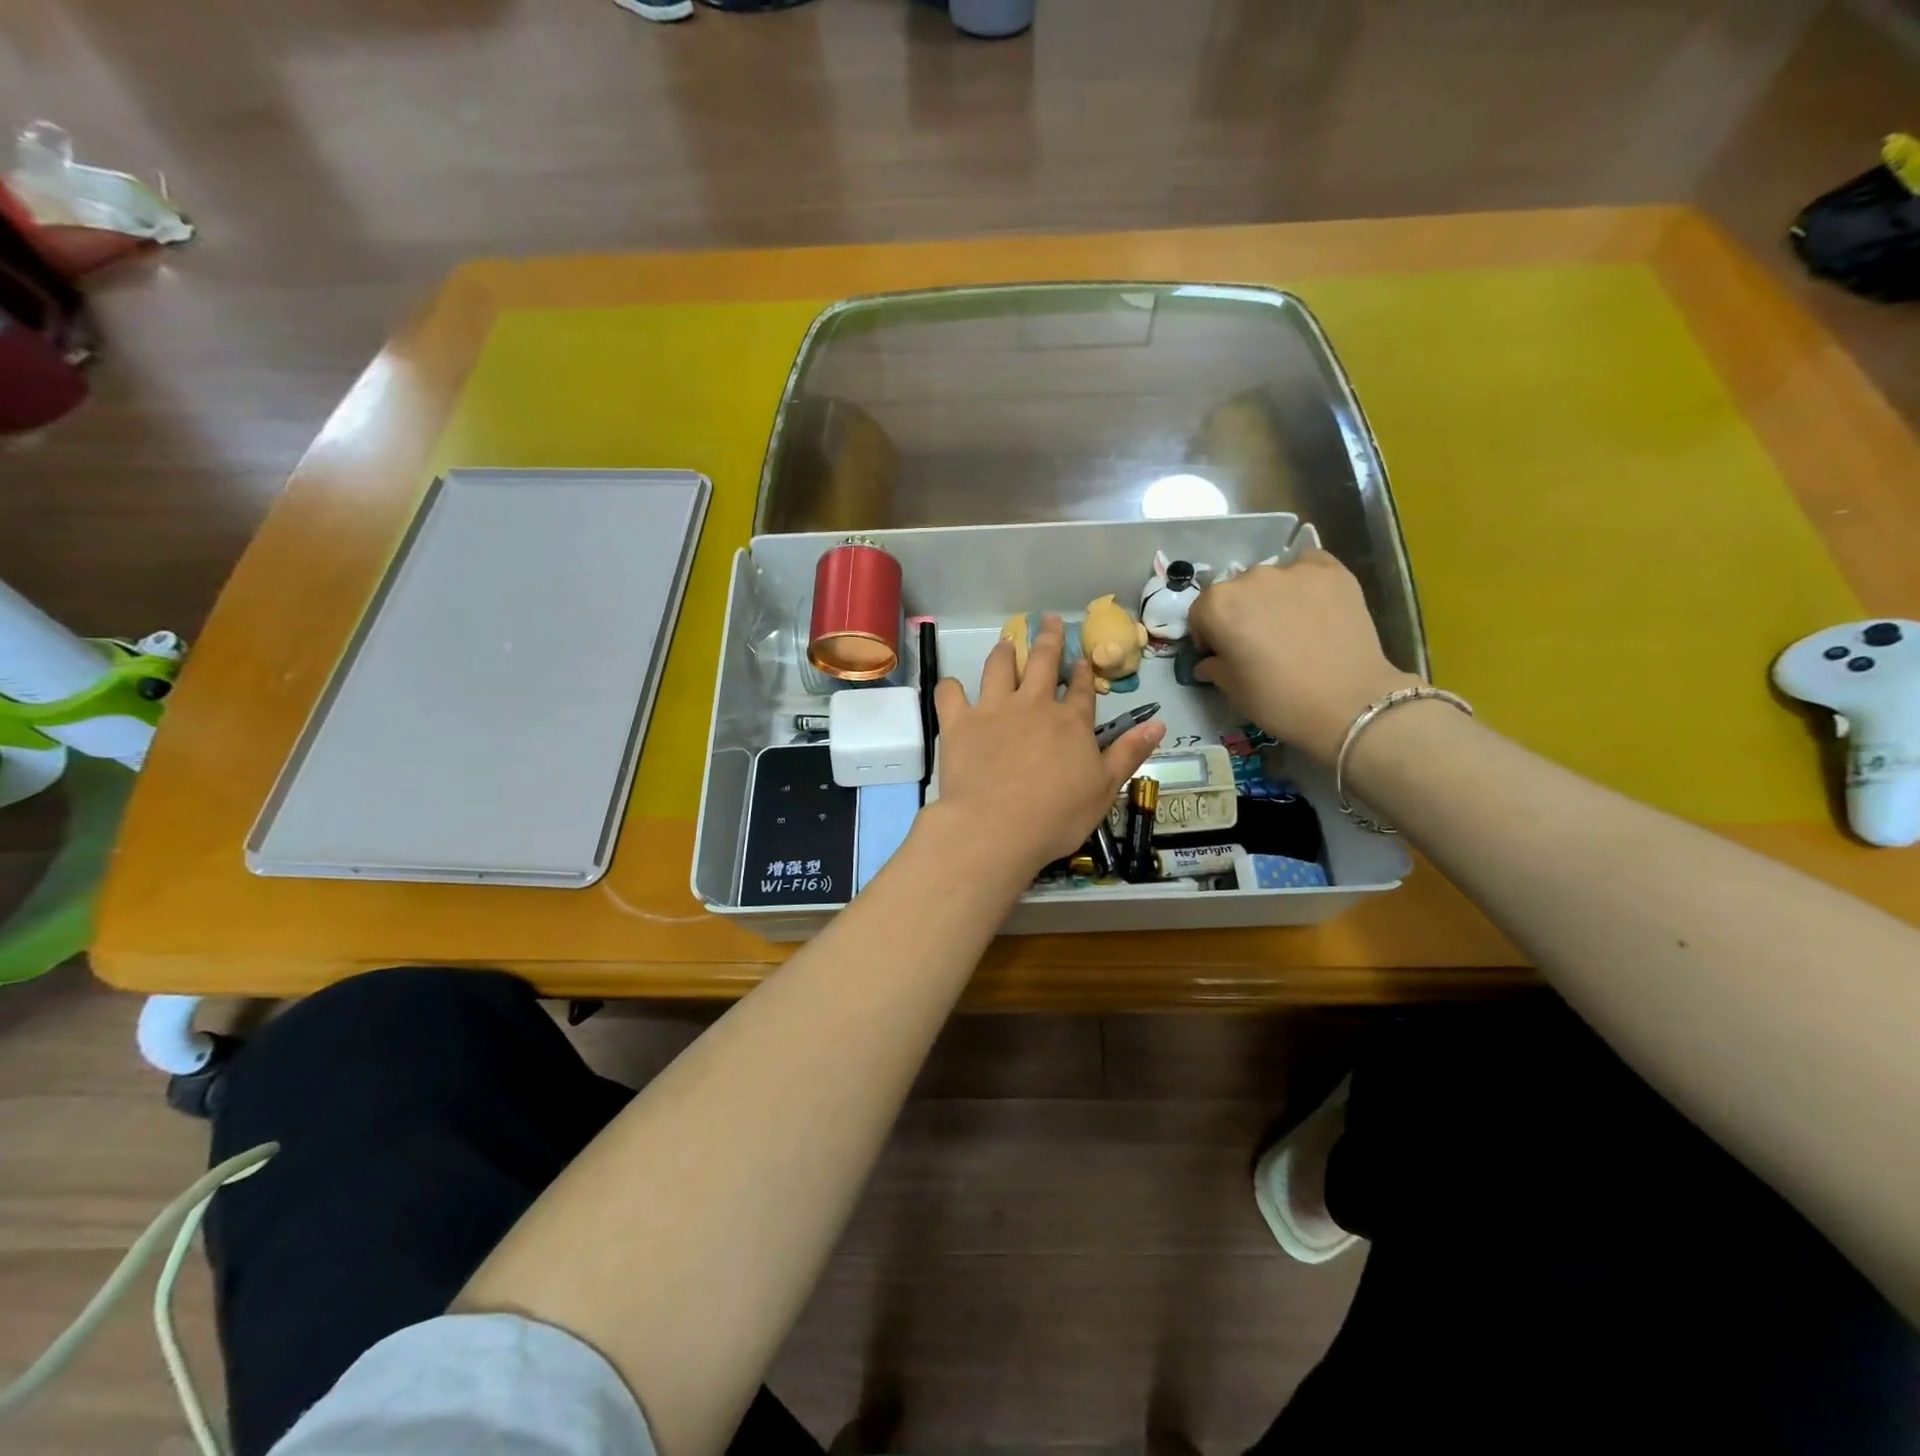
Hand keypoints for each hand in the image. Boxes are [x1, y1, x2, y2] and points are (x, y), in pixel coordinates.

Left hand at [931, 615, 1164, 875]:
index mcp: (1070, 721)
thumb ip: (1129, 753)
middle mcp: (1033, 704)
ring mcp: (993, 709)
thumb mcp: (1105, 789)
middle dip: (1049, 639)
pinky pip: (950, 694)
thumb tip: (1158, 723)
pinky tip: (952, 688)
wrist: (996, 827)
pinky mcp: (959, 722)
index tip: (1081, 658)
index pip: (1080, 688)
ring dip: (1004, 651)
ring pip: (999, 667)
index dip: (1082, 671)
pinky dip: (950, 688)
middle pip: (1042, 662)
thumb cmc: (1057, 816)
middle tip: (1049, 621)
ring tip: (1006, 641)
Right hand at [1186, 550, 1419, 763]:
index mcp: (1218, 605)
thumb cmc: (1278, 700)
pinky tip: (1315, 608)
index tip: (1222, 653)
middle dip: (1241, 612)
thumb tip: (1210, 660)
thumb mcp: (1232, 689)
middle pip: (1236, 591)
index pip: (1201, 612)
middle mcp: (1250, 577)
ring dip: (1272, 597)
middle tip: (1257, 641)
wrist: (1349, 703)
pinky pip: (1308, 568)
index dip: (1208, 634)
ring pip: (1271, 579)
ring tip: (1291, 626)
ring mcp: (1293, 571)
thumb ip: (1214, 666)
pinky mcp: (1332, 571)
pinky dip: (1305, 583)